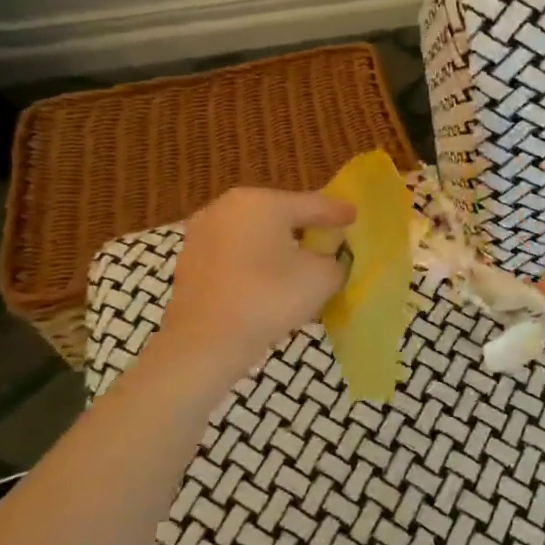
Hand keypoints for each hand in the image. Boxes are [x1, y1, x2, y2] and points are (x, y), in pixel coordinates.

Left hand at [150, 186, 354, 384]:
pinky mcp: (190, 261)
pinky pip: (235, 253)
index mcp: (262, 202)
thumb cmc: (269, 298)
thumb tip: (328, 260)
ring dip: (277, 244)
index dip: (337, 212)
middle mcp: (227, 207)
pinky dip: (254, 261)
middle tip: (328, 237)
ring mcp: (202, 233)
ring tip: (300, 261)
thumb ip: (333, 260)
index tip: (354, 214)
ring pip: (254, 233)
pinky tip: (269, 279)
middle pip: (279, 214)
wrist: (205, 342)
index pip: (311, 204)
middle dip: (304, 226)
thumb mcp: (322, 277)